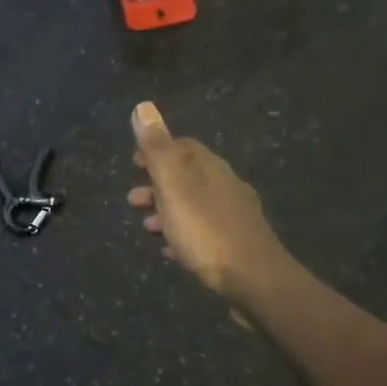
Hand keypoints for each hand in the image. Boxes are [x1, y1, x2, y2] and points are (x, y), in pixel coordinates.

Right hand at [126, 101, 288, 302]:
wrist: (254, 279)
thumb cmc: (206, 230)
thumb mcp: (174, 186)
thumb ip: (157, 149)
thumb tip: (143, 106)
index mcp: (210, 168)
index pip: (183, 146)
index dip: (156, 151)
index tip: (133, 162)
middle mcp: (225, 186)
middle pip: (187, 177)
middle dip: (157, 185)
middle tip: (133, 200)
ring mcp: (234, 216)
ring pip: (193, 206)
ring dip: (167, 211)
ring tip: (146, 227)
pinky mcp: (236, 245)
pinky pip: (203, 233)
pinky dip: (183, 234)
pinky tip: (171, 251)